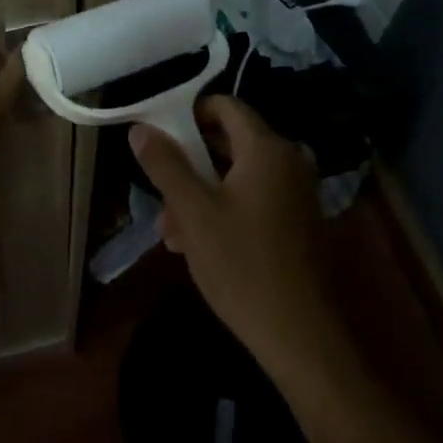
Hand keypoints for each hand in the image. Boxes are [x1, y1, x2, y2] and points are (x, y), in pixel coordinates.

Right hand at [129, 96, 349, 391]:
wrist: (301, 336)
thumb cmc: (242, 265)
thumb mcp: (193, 212)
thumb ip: (165, 165)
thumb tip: (141, 129)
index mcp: (267, 148)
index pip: (225, 106)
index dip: (189, 113)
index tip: (160, 136)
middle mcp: (288, 160)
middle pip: (230, 141)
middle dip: (190, 162)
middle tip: (159, 189)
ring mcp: (297, 191)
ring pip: (238, 175)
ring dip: (201, 193)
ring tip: (170, 230)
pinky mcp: (298, 220)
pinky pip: (255, 197)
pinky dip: (225, 208)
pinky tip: (196, 243)